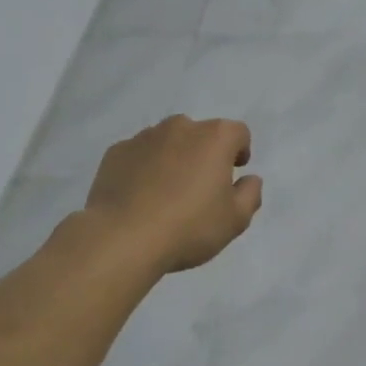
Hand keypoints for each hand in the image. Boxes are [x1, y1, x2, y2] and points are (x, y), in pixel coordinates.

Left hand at [85, 115, 262, 272]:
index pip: (237, 133)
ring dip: (172, 159)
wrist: (122, 238)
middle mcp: (180, 127)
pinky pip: (138, 155)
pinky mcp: (116, 152)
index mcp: (214, 138)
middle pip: (200, 134)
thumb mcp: (235, 220)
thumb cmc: (188, 227)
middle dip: (203, 155)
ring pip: (167, 143)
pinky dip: (143, 168)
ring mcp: (144, 137)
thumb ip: (250, 194)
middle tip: (199, 189)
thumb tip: (250, 179)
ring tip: (166, 195)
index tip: (233, 173)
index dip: (239, 151)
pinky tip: (139, 197)